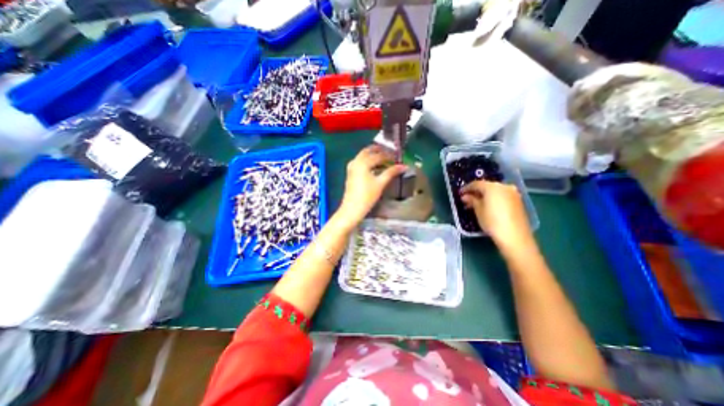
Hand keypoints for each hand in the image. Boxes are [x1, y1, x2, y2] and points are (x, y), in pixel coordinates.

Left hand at [335, 146, 404, 228]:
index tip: (398, 158)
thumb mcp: (380, 183)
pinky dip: (368, 161)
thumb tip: (403, 166)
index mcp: (363, 162)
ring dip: (373, 155)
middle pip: (368, 151)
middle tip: (390, 154)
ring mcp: (351, 167)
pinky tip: (374, 167)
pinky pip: (360, 162)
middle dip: (379, 151)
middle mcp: (356, 162)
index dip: (389, 156)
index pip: (379, 155)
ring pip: (363, 156)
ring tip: (384, 160)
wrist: (352, 209)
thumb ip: (391, 172)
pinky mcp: (350, 173)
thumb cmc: (367, 196)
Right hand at [460, 181, 533, 250]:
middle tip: (467, 199)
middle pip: (486, 186)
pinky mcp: (518, 201)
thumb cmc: (492, 222)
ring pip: (495, 191)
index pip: (476, 184)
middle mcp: (504, 186)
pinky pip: (502, 196)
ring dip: (485, 196)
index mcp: (492, 187)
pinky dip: (493, 199)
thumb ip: (472, 200)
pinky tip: (488, 206)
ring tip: (476, 204)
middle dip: (476, 192)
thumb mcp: (478, 210)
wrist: (515, 236)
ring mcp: (513, 193)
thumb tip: (466, 196)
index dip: (466, 188)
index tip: (460, 193)